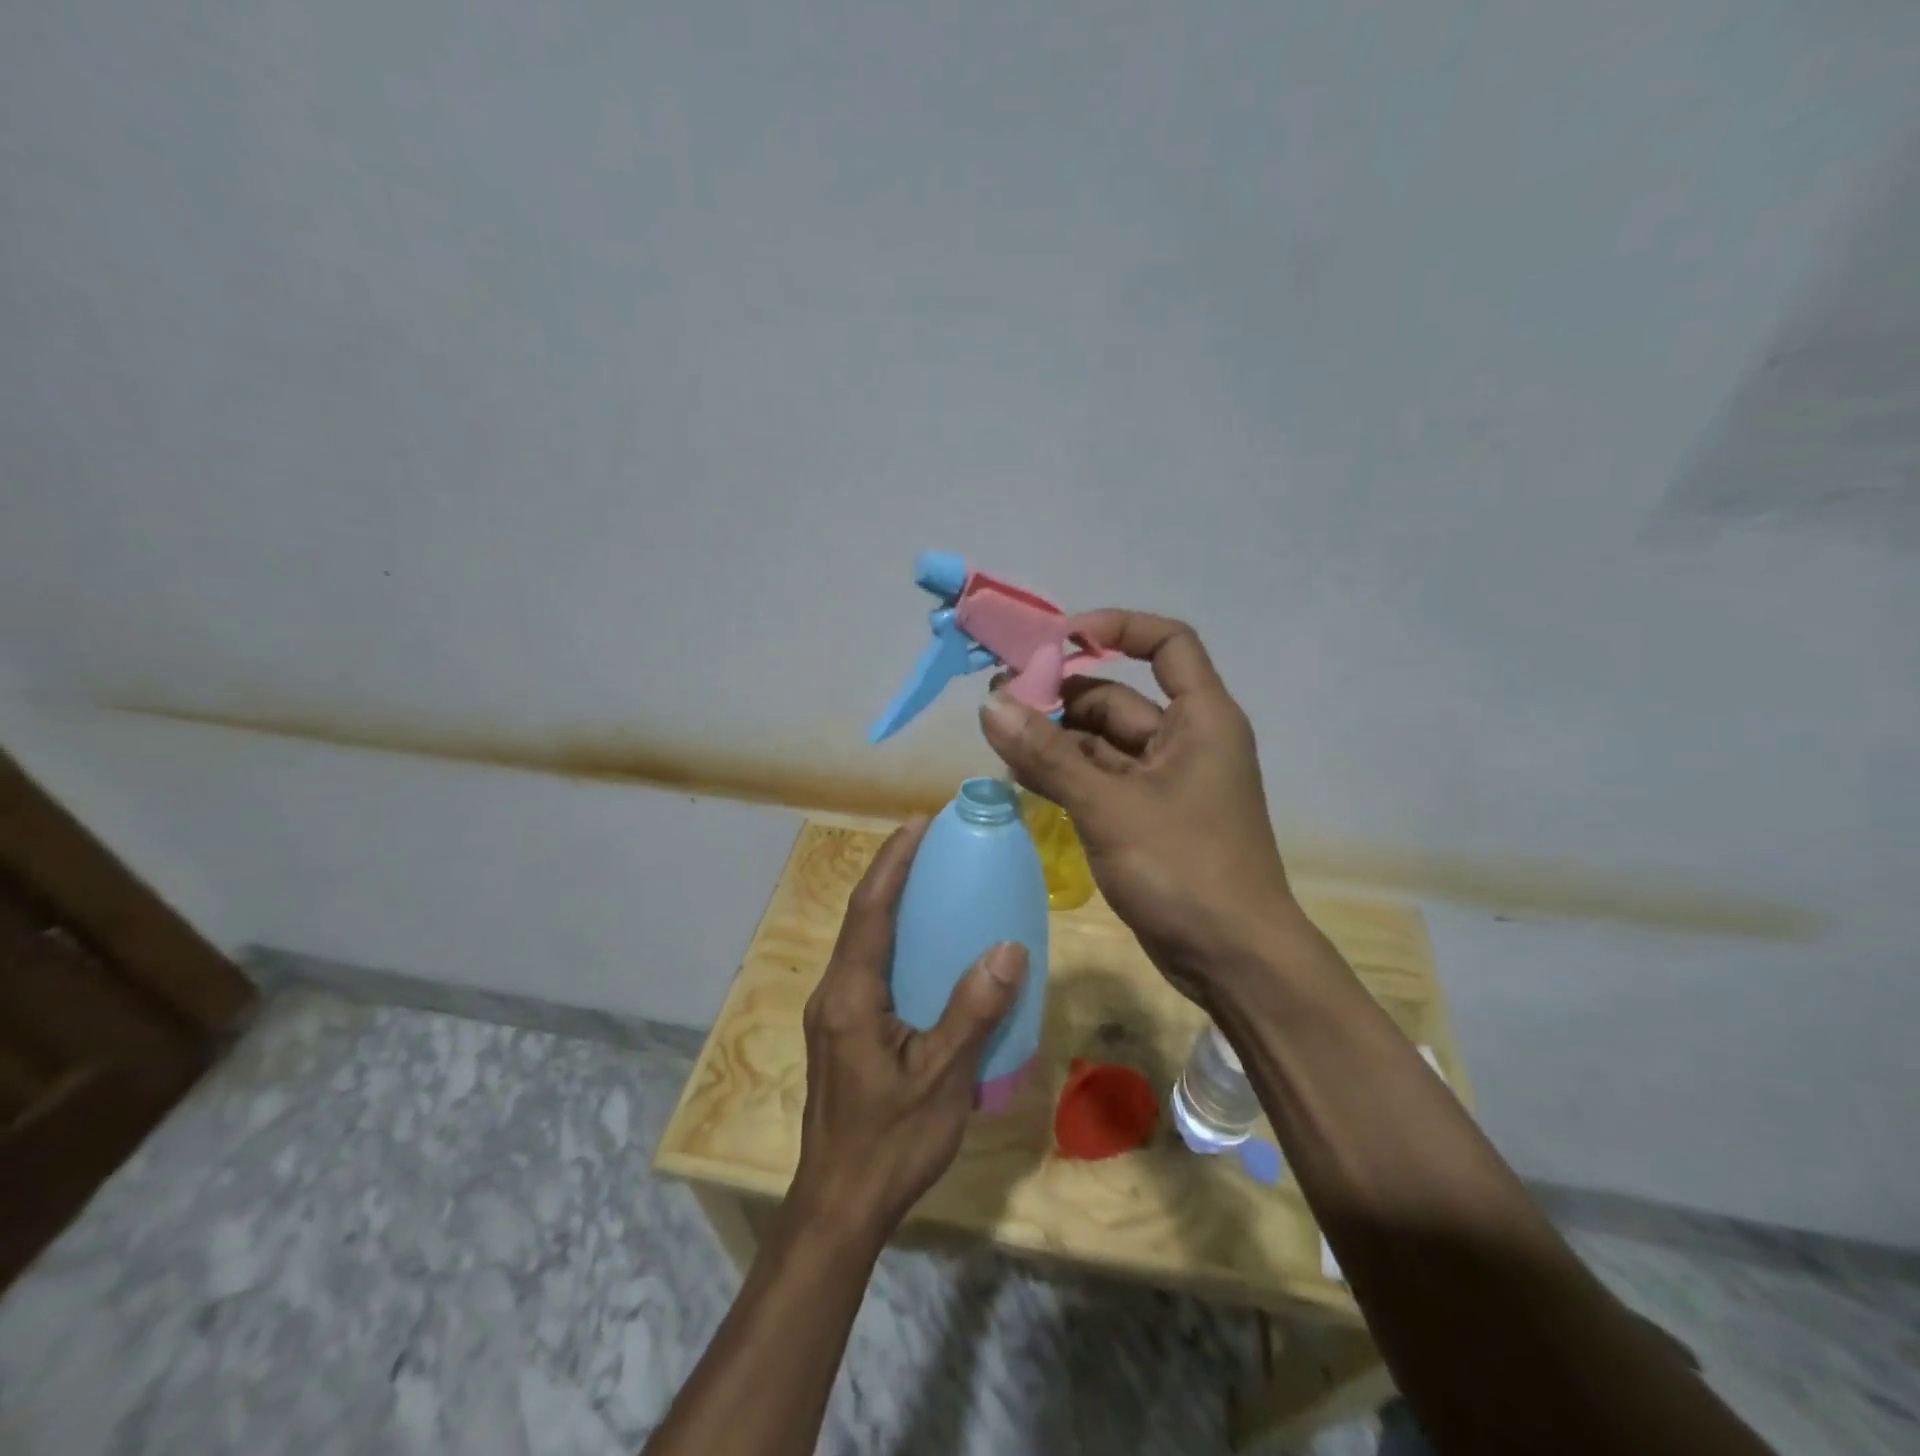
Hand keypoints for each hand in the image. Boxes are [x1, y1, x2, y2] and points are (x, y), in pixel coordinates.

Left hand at [791, 819, 1028, 1244]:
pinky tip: (925, 951)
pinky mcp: (841, 1032)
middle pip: (861, 917)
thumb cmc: (891, 1142)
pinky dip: (893, 940)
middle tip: (932, 843)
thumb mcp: (941, 1078)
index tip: (918, 823)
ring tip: (931, 882)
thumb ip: (973, 1012)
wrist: (840, 1206)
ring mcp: (834, 1014)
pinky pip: (868, 968)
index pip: (869, 910)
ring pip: (862, 942)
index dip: (892, 862)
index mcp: (850, 995)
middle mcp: (833, 994)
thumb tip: (1008, 947)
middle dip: (891, 873)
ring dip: (891, 904)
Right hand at [979, 610, 1298, 1003]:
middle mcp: (1186, 741)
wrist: (1234, 961)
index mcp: (1201, 719)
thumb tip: (990, 705)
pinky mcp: (1149, 819)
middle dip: (1061, 697)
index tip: (1059, 639)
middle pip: (1119, 698)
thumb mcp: (1109, 807)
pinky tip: (1021, 778)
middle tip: (1000, 703)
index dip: (1117, 628)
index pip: (1168, 643)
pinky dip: (1066, 776)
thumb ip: (1048, 755)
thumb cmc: (1185, 869)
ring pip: (1103, 744)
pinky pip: (1101, 781)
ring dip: (1055, 741)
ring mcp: (1167, 783)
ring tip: (999, 741)